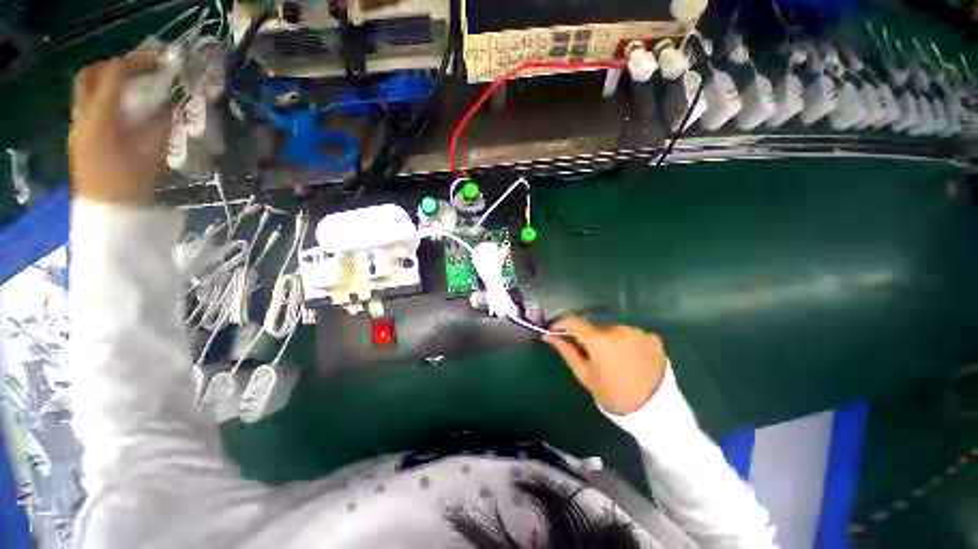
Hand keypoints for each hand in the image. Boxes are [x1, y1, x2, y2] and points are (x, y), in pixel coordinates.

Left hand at [69, 57, 171, 205]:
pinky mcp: (79, 138)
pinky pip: (89, 107)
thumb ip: (159, 125)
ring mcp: (78, 127)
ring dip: (108, 84)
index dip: (136, 64)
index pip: (113, 74)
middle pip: (90, 75)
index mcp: (100, 117)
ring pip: (86, 90)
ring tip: (133, 91)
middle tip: (138, 72)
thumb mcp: (151, 153)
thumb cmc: (130, 185)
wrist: (107, 215)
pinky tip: (123, 113)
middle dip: (114, 67)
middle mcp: (83, 115)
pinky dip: (105, 101)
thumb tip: (170, 106)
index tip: (159, 64)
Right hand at [543, 318, 667, 415]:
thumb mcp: (584, 373)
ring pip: (614, 331)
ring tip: (616, 360)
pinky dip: (628, 343)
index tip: (555, 330)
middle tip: (592, 356)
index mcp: (599, 340)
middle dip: (590, 338)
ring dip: (610, 340)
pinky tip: (632, 359)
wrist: (653, 412)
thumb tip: (547, 336)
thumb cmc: (612, 394)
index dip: (561, 324)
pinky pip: (632, 335)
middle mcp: (619, 330)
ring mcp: (638, 333)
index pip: (573, 322)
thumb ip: (566, 350)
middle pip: (595, 328)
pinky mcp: (653, 338)